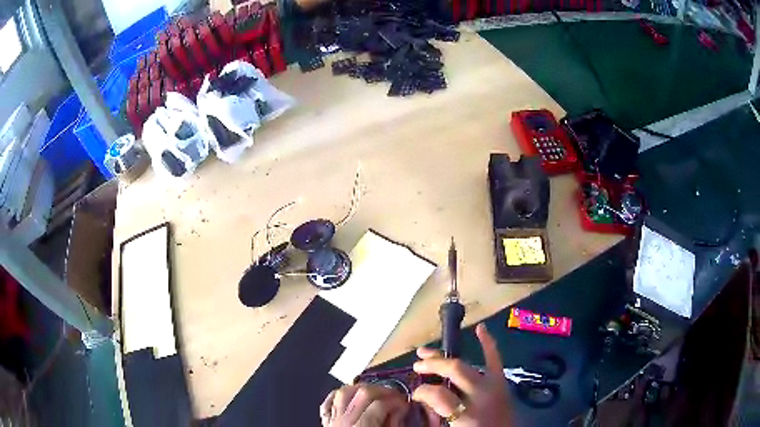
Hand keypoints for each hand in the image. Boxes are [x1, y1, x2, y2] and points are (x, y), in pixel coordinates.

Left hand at [320, 383, 409, 426]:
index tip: (405, 403)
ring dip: (359, 389)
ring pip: (342, 393)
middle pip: (361, 394)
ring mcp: (332, 420)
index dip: (396, 401)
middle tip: (394, 395)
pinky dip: (337, 397)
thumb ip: (394, 423)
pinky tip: (348, 397)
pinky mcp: (326, 423)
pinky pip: (327, 404)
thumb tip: (401, 409)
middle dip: (381, 390)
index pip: (379, 405)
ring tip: (374, 393)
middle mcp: (343, 421)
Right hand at [412, 323, 511, 425]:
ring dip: (446, 357)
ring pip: (468, 364)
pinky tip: (481, 328)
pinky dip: (488, 344)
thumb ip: (437, 414)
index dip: (422, 392)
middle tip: (417, 367)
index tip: (415, 395)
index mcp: (467, 415)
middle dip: (433, 365)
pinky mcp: (502, 383)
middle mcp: (482, 396)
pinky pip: (495, 360)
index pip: (438, 395)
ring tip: (426, 352)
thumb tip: (424, 398)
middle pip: (455, 370)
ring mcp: (494, 386)